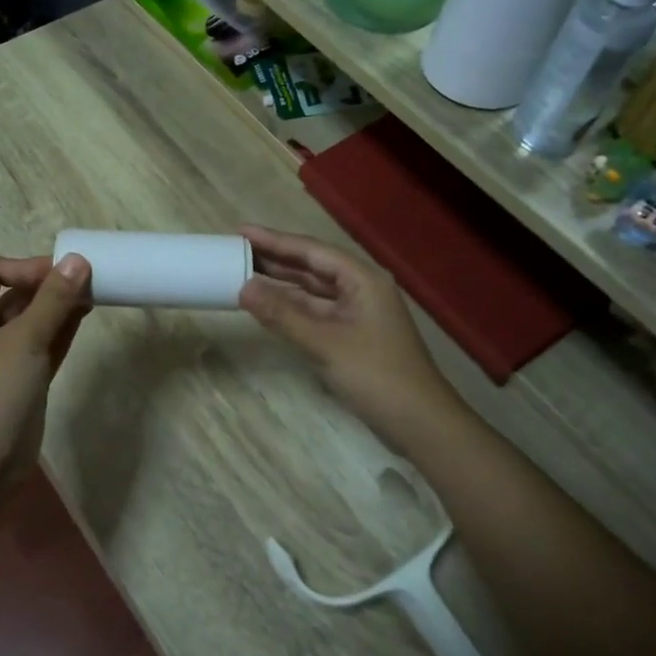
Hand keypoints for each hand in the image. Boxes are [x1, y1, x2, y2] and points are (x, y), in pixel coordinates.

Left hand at [0, 253, 90, 488]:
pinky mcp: (21, 380)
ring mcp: (1, 358)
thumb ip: (53, 299)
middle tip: (87, 280)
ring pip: (32, 320)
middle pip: (14, 294)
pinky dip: (61, 331)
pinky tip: (85, 317)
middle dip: (48, 284)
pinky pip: (42, 345)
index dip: (25, 266)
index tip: (60, 273)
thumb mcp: (24, 339)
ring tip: (93, 294)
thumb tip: (77, 259)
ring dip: (58, 306)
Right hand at [236, 226, 455, 443]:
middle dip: (276, 258)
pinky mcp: (352, 336)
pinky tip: (267, 306)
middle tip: (236, 250)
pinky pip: (315, 312)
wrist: (419, 423)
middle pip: (312, 267)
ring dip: (281, 284)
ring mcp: (357, 314)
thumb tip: (243, 287)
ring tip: (243, 272)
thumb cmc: (376, 376)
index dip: (275, 240)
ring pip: (312, 291)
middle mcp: (360, 289)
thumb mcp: (324, 343)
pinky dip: (291, 308)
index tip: (241, 231)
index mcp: (362, 280)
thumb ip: (282, 314)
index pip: (312, 251)